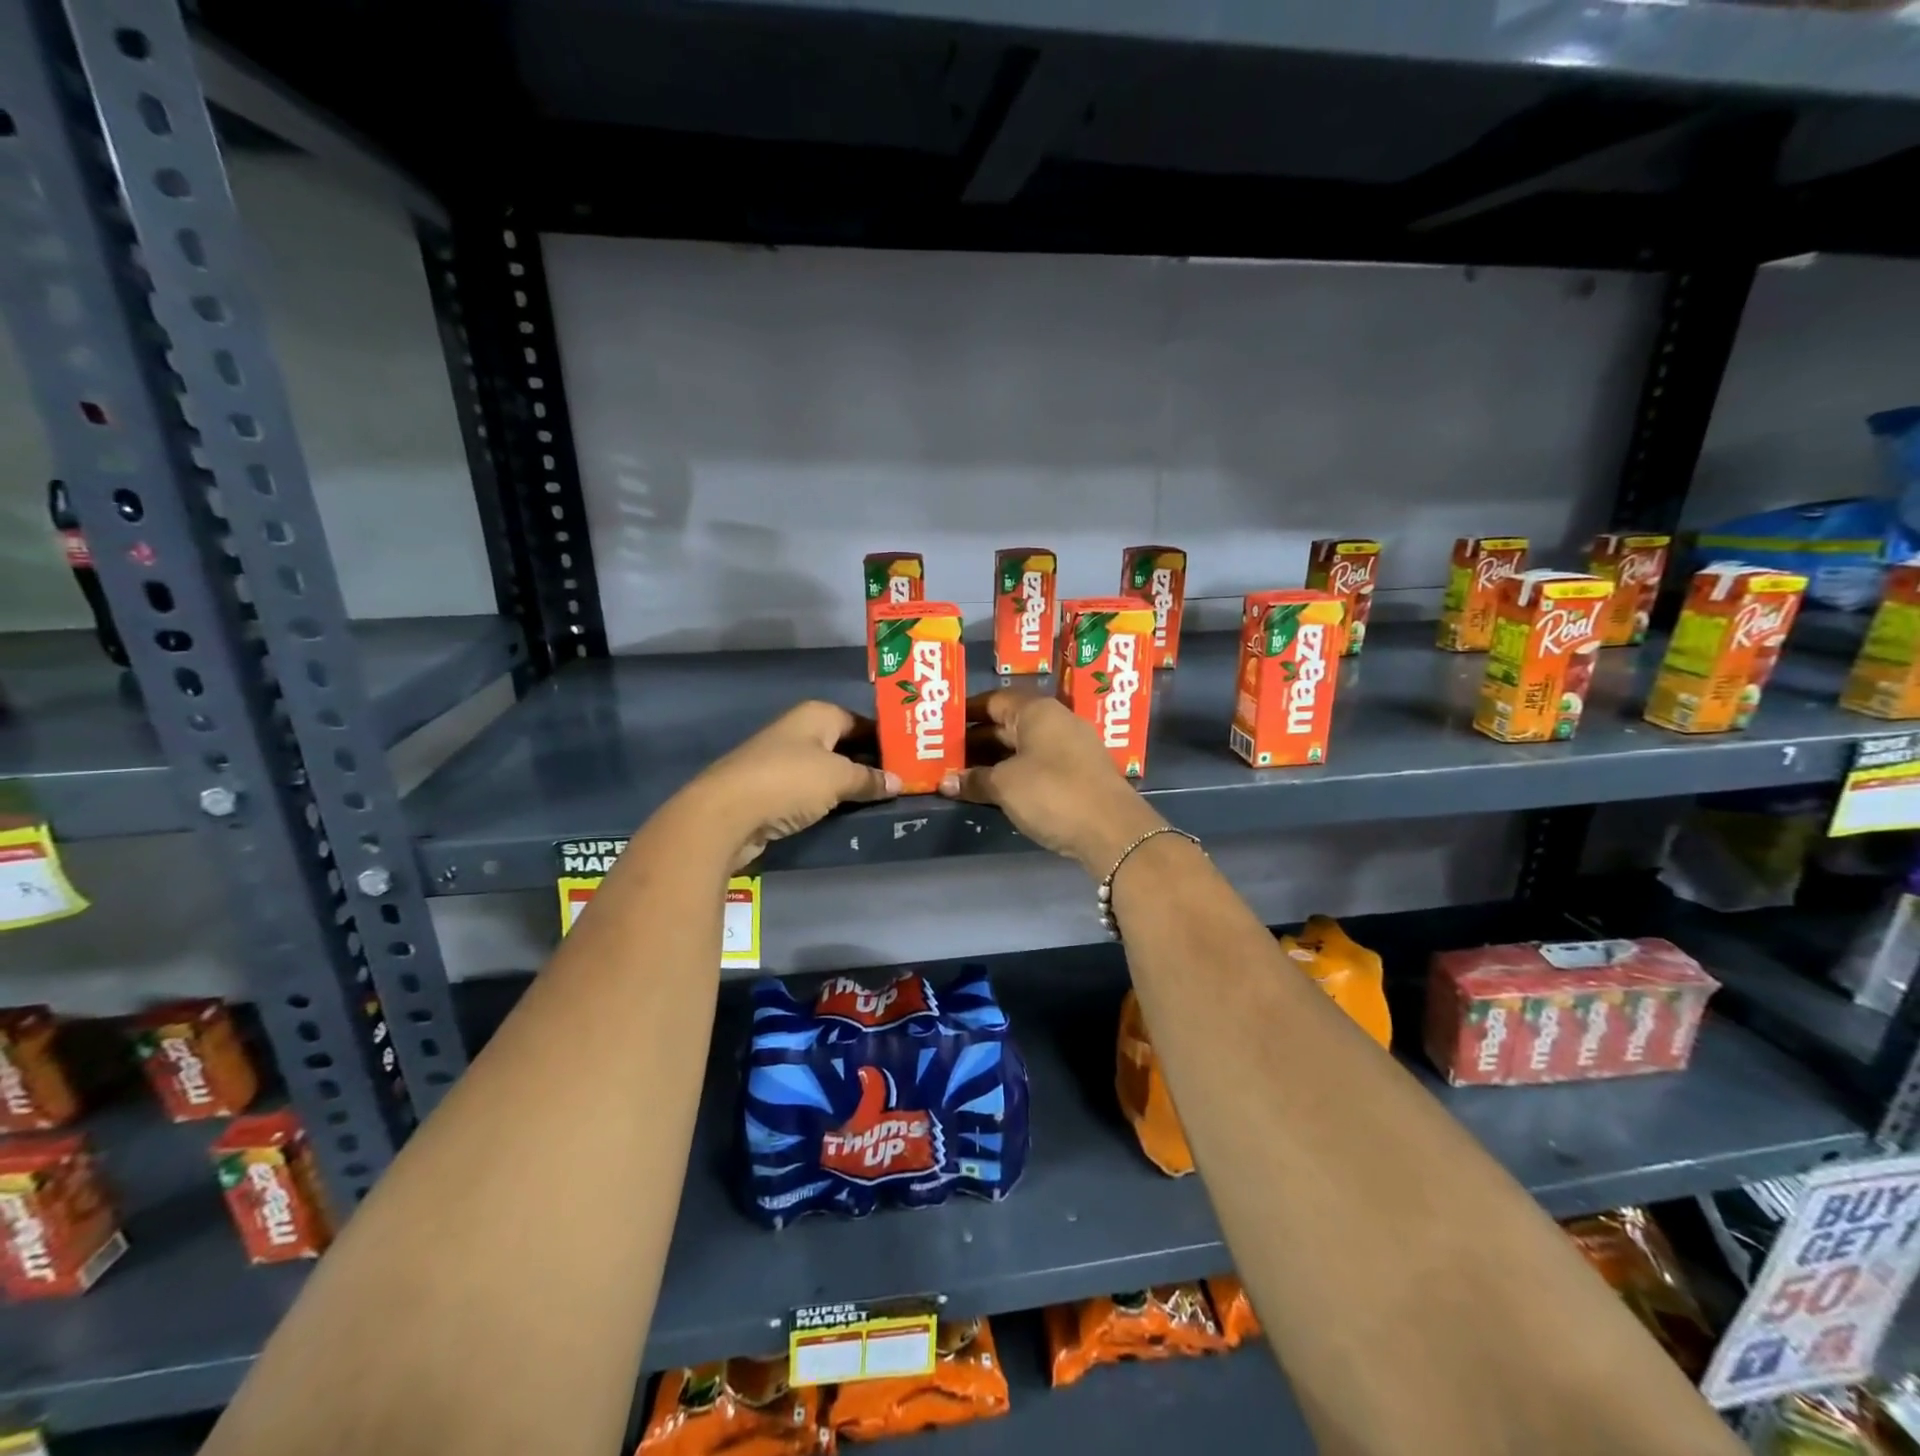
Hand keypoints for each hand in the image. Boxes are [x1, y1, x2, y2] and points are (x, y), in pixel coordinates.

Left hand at [686, 701, 898, 869]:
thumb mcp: (839, 778)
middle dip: (872, 764)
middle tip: (903, 783)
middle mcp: (800, 731)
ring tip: (883, 800)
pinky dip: (830, 799)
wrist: (725, 814)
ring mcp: (783, 760)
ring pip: (829, 769)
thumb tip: (896, 782)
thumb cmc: (788, 782)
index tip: (912, 760)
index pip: (863, 721)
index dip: (887, 740)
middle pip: (846, 745)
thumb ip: (870, 779)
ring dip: (851, 784)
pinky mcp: (773, 788)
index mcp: (818, 715)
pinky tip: (849, 813)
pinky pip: (812, 790)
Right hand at [938, 689, 1164, 873]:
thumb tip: (945, 782)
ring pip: (1022, 748)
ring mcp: (1070, 749)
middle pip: (1007, 725)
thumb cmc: (1052, 793)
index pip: (994, 700)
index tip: (941, 725)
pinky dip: (1013, 775)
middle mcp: (1056, 722)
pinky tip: (993, 791)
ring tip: (961, 776)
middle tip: (943, 755)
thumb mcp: (1005, 785)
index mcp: (1037, 711)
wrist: (1112, 831)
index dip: (966, 712)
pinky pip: (1036, 766)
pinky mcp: (1078, 775)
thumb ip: (974, 780)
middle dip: (975, 741)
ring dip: (993, 761)